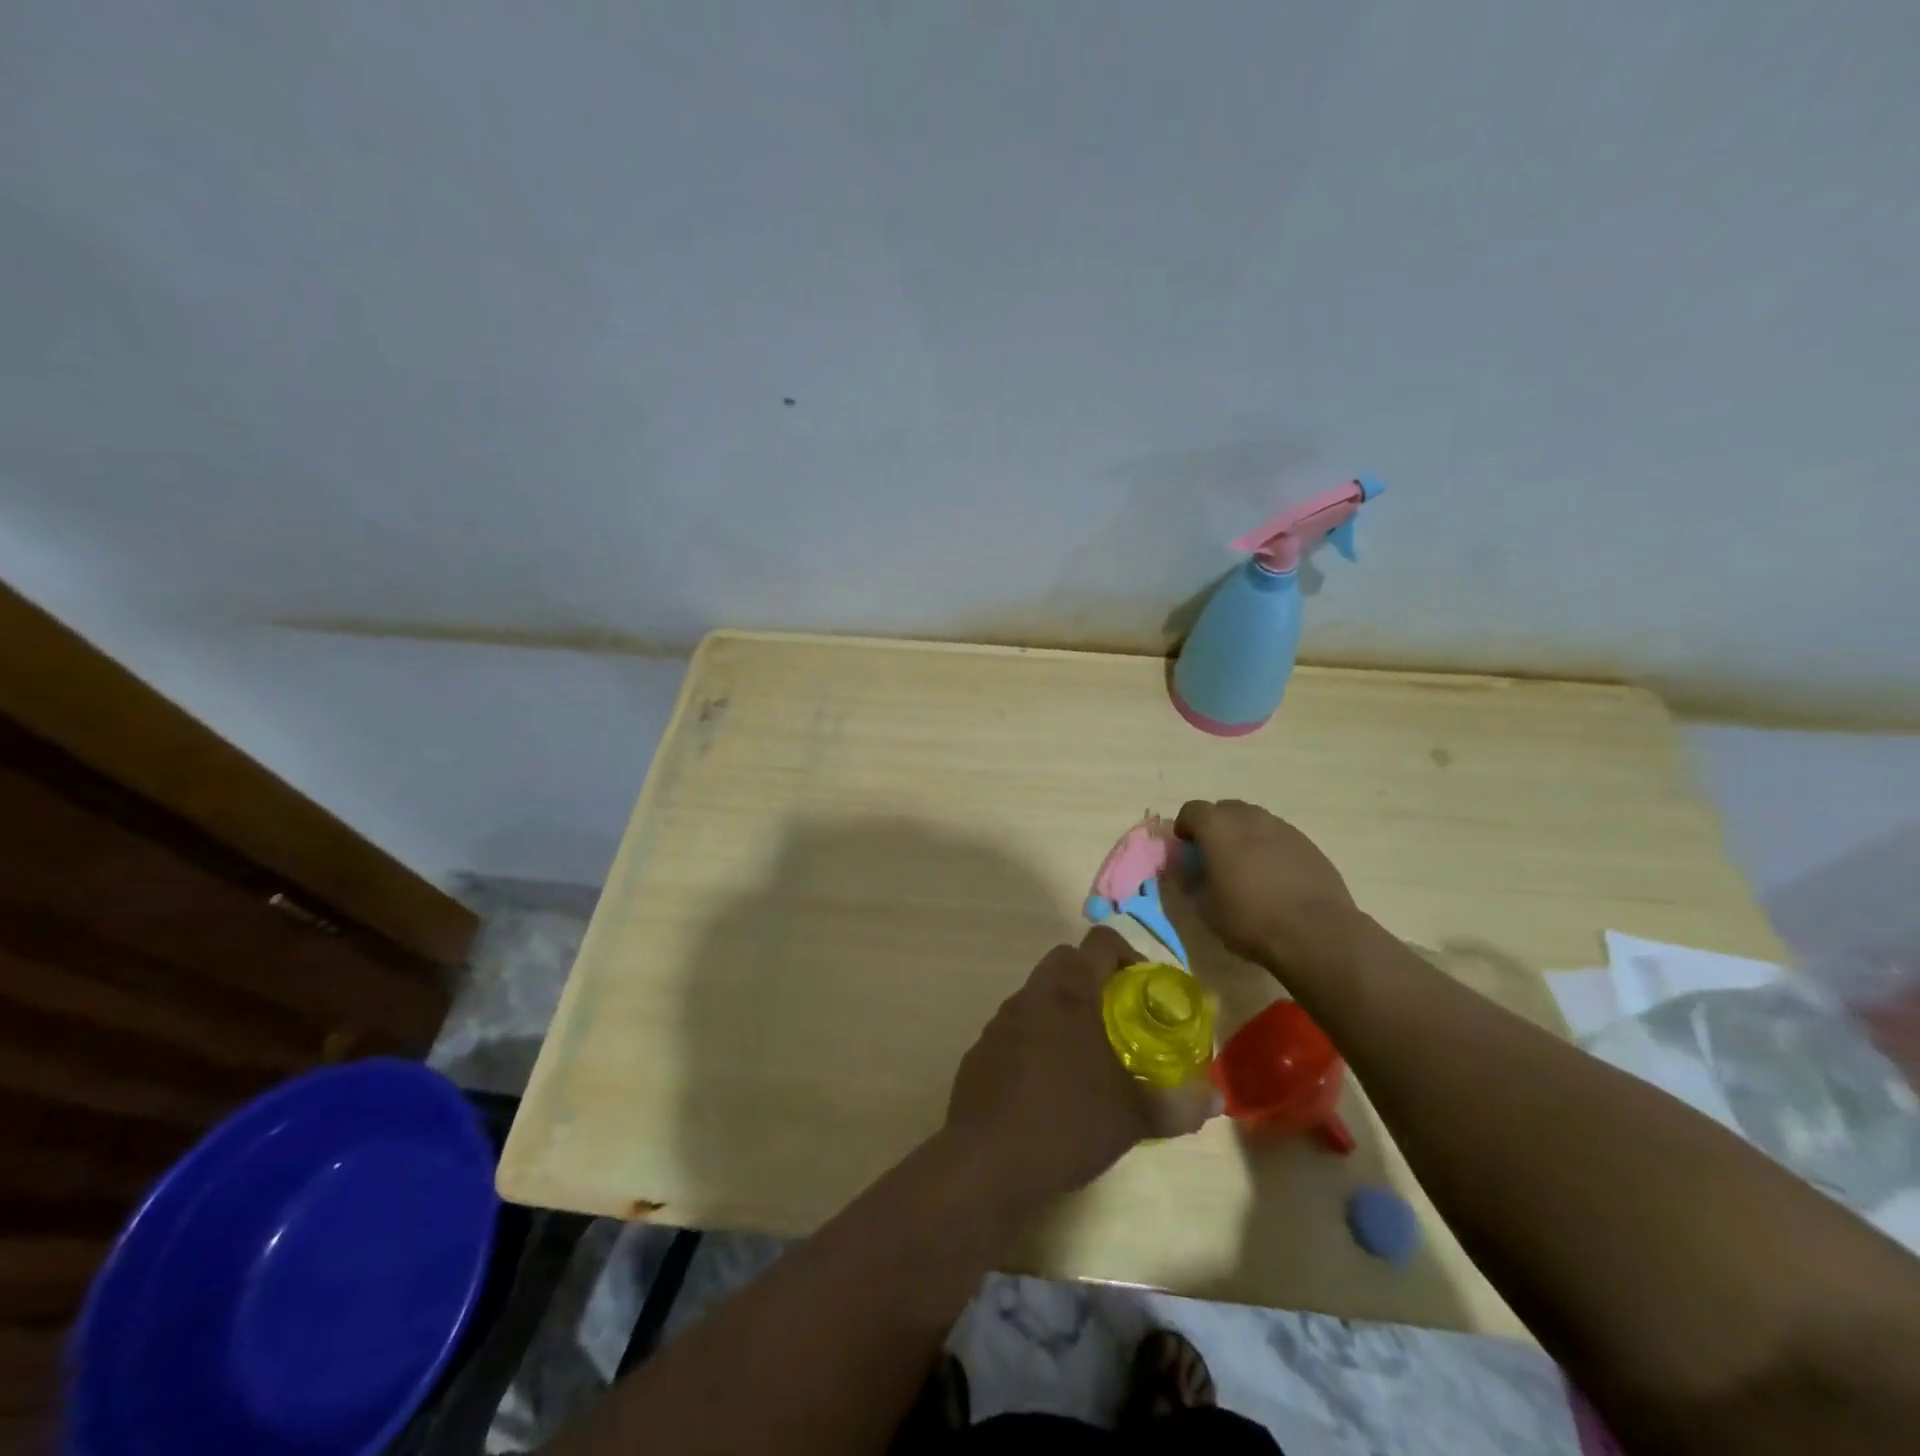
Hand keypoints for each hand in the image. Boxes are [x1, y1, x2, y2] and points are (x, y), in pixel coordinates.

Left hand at [945, 927, 1218, 1208]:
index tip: (1145, 989)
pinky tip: (1050, 1086)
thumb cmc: (1065, 1124)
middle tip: (1121, 1021)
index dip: (1128, 954)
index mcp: (1069, 993)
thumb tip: (1217, 1097)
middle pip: (1066, 962)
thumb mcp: (1131, 1118)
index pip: (1100, 941)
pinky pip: (1017, 1028)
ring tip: (1089, 1058)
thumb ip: (1176, 1104)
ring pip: (1039, 995)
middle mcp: (1032, 995)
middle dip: (1096, 980)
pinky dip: (1038, 1039)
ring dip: (1065, 1011)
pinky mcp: (981, 1049)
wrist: (984, 1162)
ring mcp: (1001, 1021)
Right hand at [1174, 799, 1357, 967]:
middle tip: (1215, 857)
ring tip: (1246, 867)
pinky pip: (1280, 837)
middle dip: (1216, 827)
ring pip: (1255, 821)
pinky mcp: (1309, 844)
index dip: (1185, 827)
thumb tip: (1186, 870)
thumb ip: (1191, 881)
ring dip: (1245, 836)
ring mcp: (1284, 828)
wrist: (1316, 933)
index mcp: (1218, 828)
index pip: (1192, 810)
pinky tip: (1275, 878)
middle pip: (1225, 809)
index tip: (1186, 849)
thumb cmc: (1250, 918)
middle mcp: (1250, 818)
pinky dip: (1270, 848)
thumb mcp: (1205, 907)